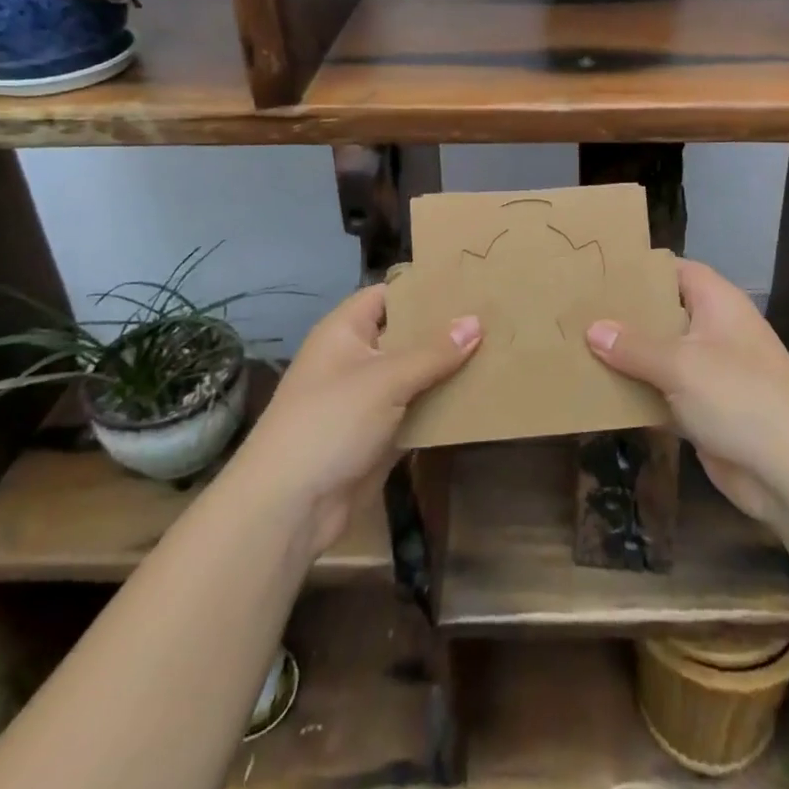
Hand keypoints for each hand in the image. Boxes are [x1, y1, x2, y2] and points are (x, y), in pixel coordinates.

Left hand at [235, 285, 478, 563]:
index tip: (468, 283)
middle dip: (445, 330)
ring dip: (448, 371)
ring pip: (415, 376)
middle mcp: (356, 358)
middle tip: (496, 317)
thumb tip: (476, 322)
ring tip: (499, 352)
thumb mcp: (385, 379)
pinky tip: (480, 398)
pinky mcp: (379, 435)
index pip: (388, 295)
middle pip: (406, 335)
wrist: (290, 505)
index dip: (423, 289)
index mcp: (345, 331)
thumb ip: (433, 352)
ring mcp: (367, 399)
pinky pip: (416, 411)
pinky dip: (442, 407)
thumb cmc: (331, 422)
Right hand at [586, 258, 788, 528]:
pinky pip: (663, 393)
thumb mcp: (681, 364)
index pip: (675, 270)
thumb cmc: (739, 397)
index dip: (640, 269)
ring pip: (660, 356)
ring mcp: (711, 373)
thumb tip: (592, 329)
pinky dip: (637, 394)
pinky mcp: (704, 410)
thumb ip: (633, 346)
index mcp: (718, 303)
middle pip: (664, 313)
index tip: (597, 271)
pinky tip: (598, 393)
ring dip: (626, 358)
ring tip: (575, 347)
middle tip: (575, 311)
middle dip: (624, 315)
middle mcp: (714, 331)